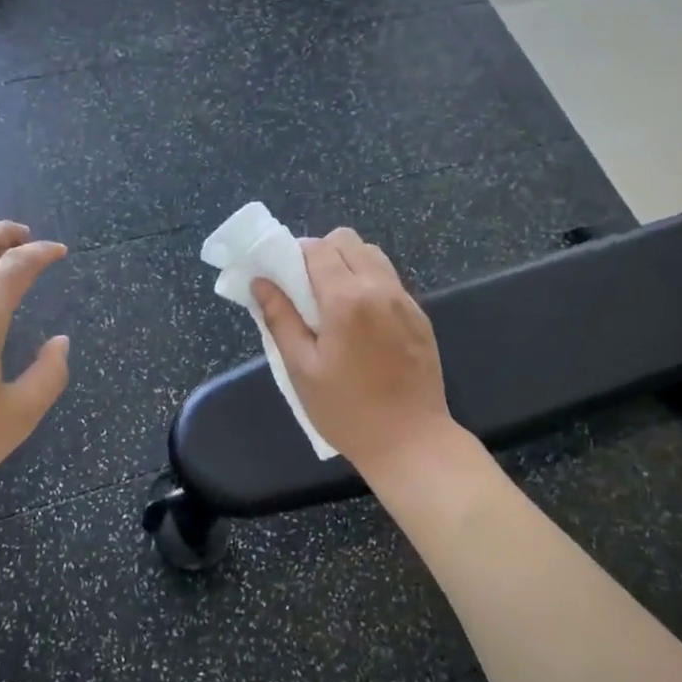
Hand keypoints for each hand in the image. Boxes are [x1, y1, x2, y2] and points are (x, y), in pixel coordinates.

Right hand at [252, 229, 458, 477]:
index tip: (282, 276)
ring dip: (348, 264)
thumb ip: (280, 319)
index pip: (317, 249)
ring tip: (333, 301)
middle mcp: (380, 288)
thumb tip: (261, 282)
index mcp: (346, 299)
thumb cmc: (347, 410)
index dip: (294, 254)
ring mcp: (405, 300)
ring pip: (372, 255)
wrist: (411, 441)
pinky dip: (369, 283)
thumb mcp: (301, 369)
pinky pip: (390, 280)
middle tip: (306, 289)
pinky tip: (360, 321)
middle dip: (321, 253)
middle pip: (347, 241)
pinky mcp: (420, 316)